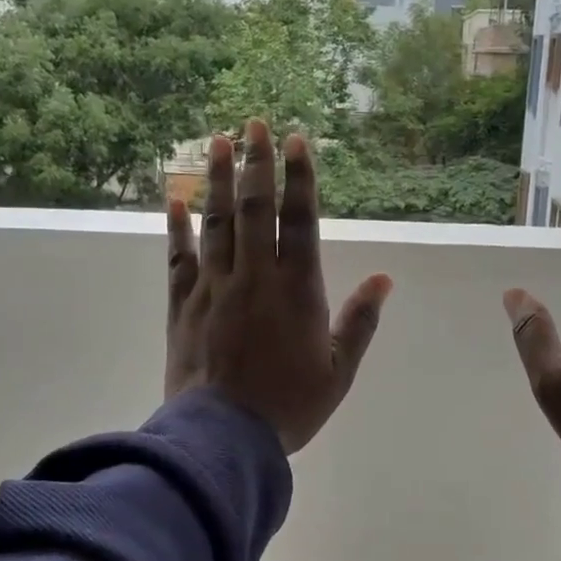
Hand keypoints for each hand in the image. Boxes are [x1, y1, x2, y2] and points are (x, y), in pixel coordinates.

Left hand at [166, 120, 393, 454]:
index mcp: (297, 290)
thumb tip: (385, 279)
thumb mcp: (338, 370)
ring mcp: (214, 288)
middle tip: (253, 123)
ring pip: (217, 223)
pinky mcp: (183, 305)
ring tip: (217, 141)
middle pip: (255, 209)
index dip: (299, 178)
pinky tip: (175, 198)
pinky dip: (177, 226)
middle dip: (256, 163)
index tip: (296, 140)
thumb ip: (360, 321)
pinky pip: (179, 258)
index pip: (299, 221)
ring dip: (218, 180)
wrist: (223, 437)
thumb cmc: (289, 406)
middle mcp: (254, 277)